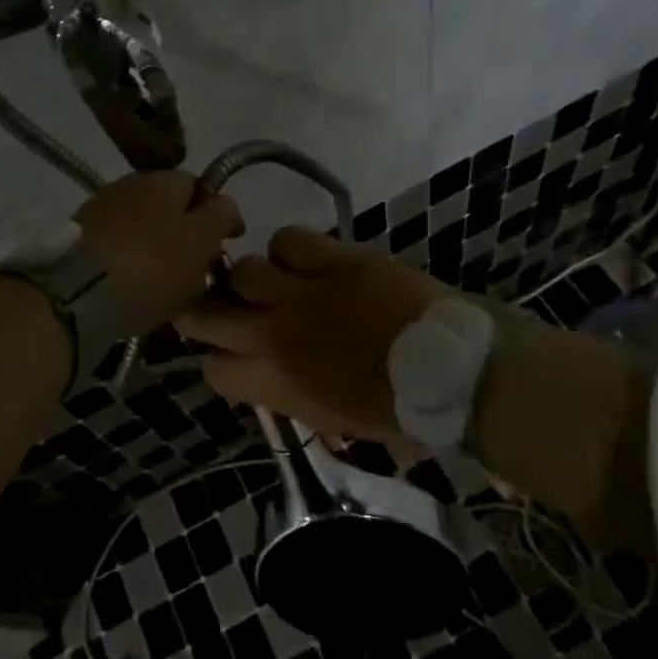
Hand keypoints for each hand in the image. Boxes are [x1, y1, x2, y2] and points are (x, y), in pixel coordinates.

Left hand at [76, 172, 243, 336]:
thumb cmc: (152, 264)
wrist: (78, 292)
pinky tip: (135, 285)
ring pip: (142, 227)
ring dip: (156, 247)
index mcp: (164, 178)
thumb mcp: (201, 240)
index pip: (199, 185)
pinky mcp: (77, 241)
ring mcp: (99, 211)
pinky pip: (118, 248)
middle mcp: (129, 184)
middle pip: (168, 206)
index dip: (217, 212)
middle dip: (185, 231)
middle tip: (198, 265)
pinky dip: (131, 262)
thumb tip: (224, 204)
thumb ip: (219, 217)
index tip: (230, 241)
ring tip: (166, 282)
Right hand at [177, 227, 452, 442]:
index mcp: (275, 384)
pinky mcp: (332, 259)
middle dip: (205, 308)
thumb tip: (272, 377)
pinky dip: (292, 248)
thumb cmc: (399, 410)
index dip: (219, 359)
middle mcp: (274, 336)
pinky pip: (287, 239)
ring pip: (244, 270)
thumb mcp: (334, 419)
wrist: (452, 372)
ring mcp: (300, 294)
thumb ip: (291, 396)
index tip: (234, 352)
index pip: (211, 369)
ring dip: (255, 276)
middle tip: (225, 303)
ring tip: (278, 279)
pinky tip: (308, 259)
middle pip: (205, 313)